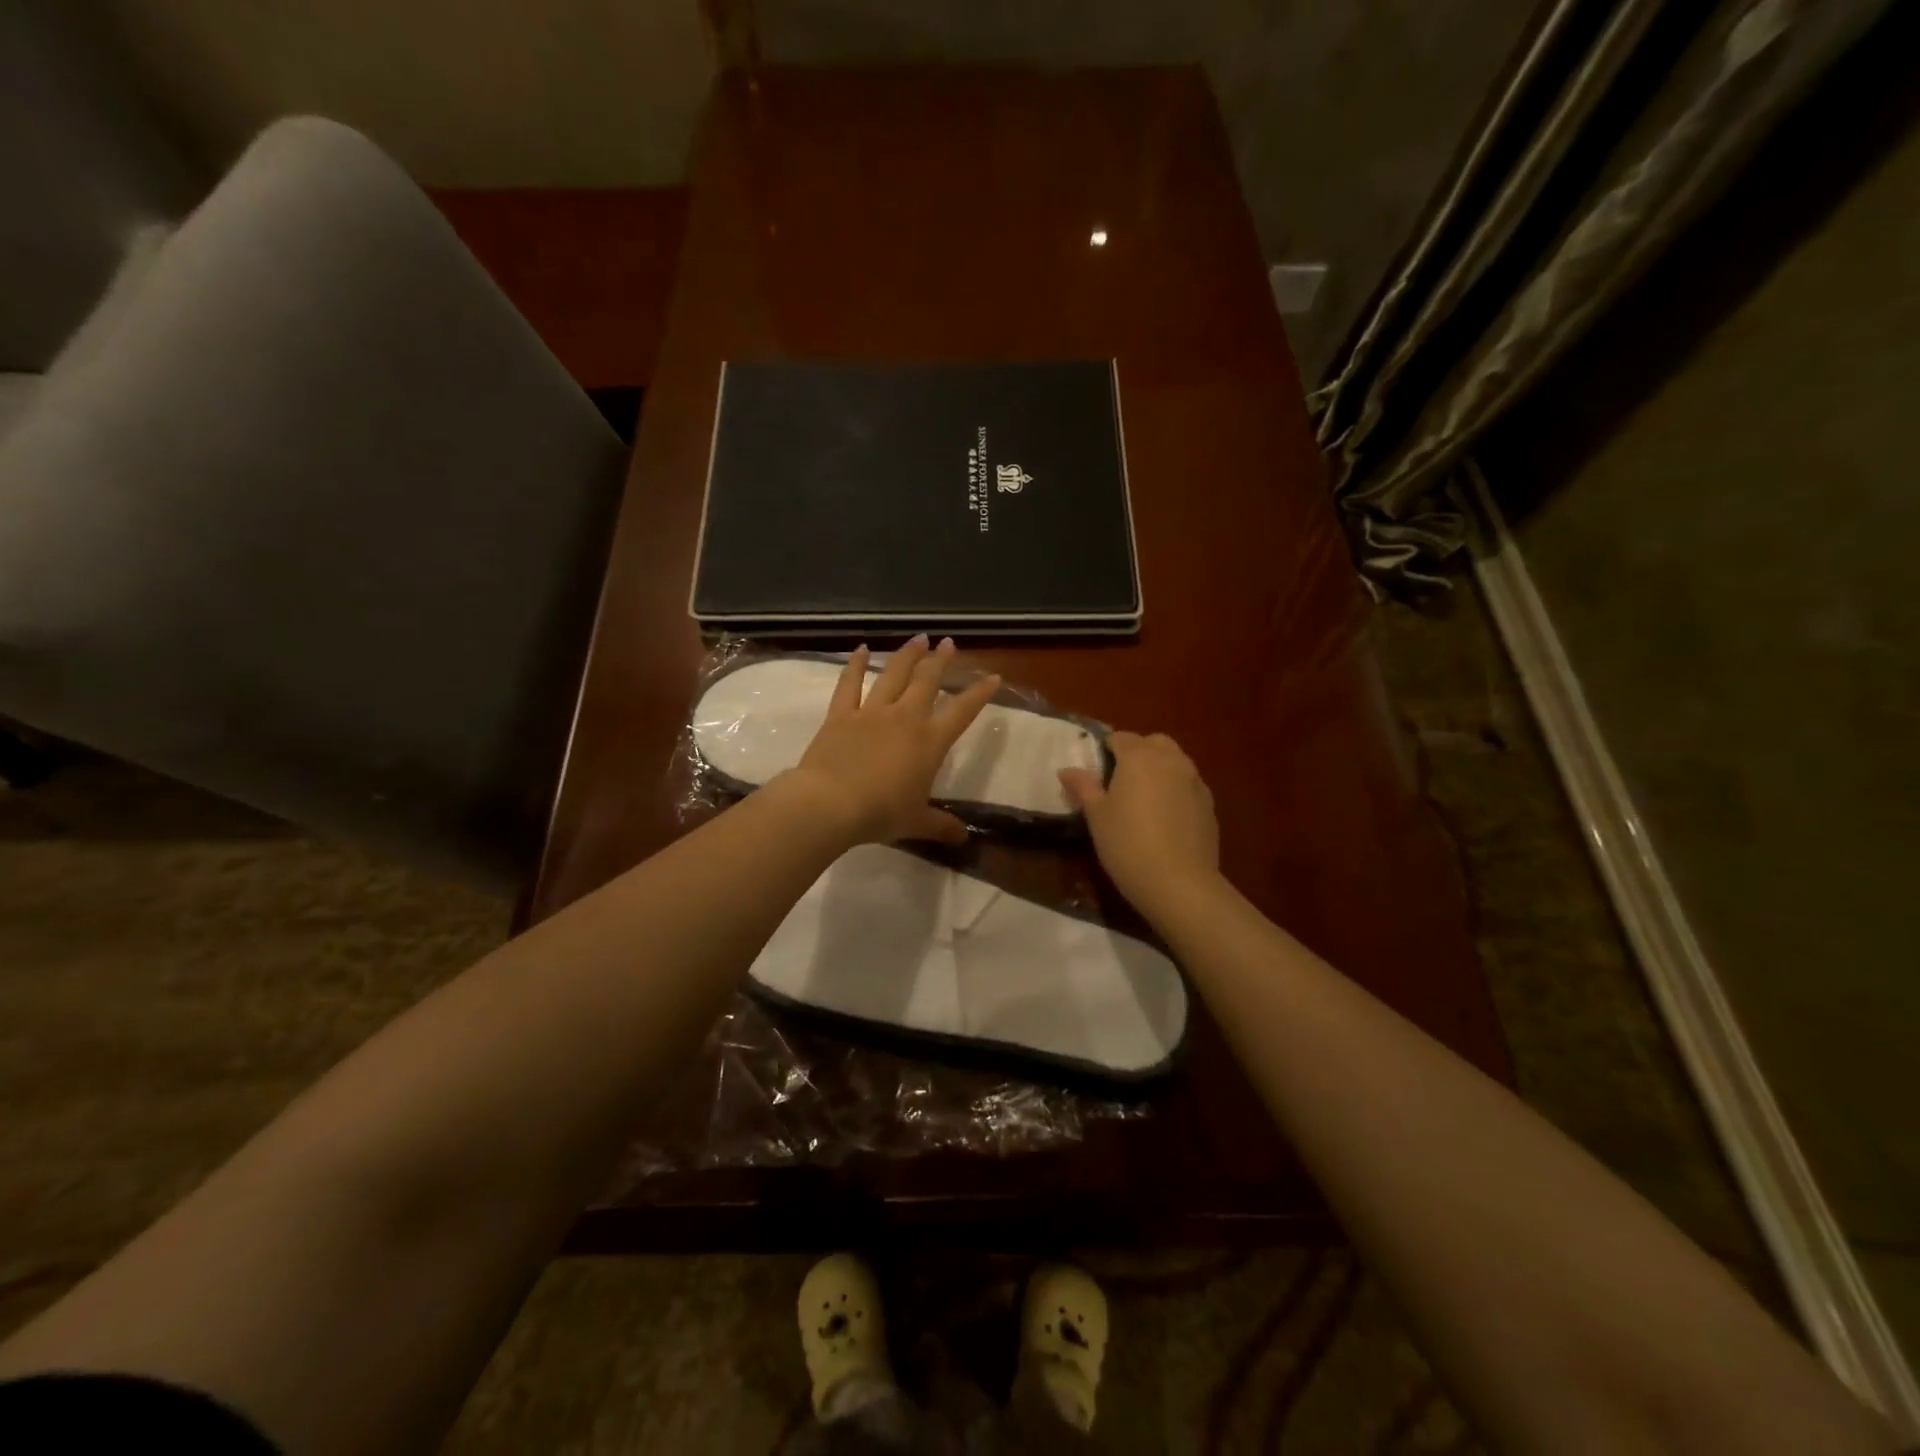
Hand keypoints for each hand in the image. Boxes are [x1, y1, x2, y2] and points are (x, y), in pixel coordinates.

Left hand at [787, 635, 1000, 845]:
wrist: (830, 804)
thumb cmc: (880, 814)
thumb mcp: (916, 823)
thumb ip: (940, 826)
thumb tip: (963, 838)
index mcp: (930, 742)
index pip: (962, 711)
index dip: (979, 693)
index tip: (992, 676)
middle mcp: (905, 718)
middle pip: (927, 681)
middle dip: (941, 660)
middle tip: (949, 643)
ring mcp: (871, 712)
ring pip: (894, 675)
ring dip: (908, 655)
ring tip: (919, 637)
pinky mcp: (841, 715)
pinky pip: (850, 684)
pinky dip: (855, 665)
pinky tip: (861, 649)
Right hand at [1060, 731, 1220, 914]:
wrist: (1179, 883)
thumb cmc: (1127, 844)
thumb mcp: (1096, 816)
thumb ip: (1083, 787)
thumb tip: (1067, 770)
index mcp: (1139, 757)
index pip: (1120, 738)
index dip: (1106, 749)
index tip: (1096, 770)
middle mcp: (1171, 760)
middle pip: (1154, 743)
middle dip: (1138, 753)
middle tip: (1120, 781)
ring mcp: (1195, 781)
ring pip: (1175, 762)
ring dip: (1159, 770)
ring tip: (1144, 799)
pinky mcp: (1209, 804)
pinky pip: (1188, 785)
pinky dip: (1176, 790)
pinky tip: (1166, 818)